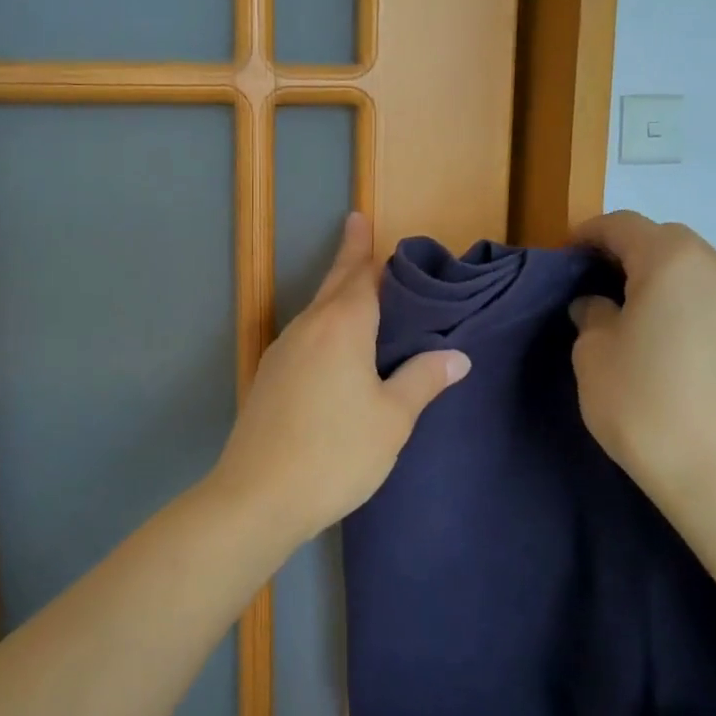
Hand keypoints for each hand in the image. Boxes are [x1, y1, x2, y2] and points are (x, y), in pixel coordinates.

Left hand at [209, 213, 469, 542]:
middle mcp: (307, 329)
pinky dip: (323, 327)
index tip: (360, 219)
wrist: (258, 495)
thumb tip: (456, 356)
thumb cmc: (336, 452)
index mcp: (341, 327)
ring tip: (356, 292)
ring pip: (315, 312)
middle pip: (332, 286)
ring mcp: (281, 353)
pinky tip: (332, 347)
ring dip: (335, 296)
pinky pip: (304, 337)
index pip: (358, 275)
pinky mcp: (267, 379)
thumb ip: (422, 381)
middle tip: (357, 233)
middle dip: (347, 260)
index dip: (363, 248)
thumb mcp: (392, 419)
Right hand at [570, 211, 715, 516]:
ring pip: (690, 269)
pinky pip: (709, 298)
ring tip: (626, 310)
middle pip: (663, 241)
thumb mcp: (593, 354)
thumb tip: (599, 306)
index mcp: (672, 260)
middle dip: (624, 252)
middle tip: (591, 282)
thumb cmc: (645, 403)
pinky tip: (661, 336)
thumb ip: (591, 315)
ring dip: (656, 277)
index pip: (623, 226)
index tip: (563, 256)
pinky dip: (681, 302)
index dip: (588, 235)